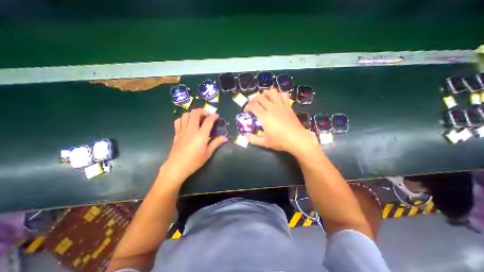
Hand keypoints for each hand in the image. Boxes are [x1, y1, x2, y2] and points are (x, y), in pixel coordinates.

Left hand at [162, 108, 228, 182]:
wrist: (178, 166)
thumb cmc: (195, 161)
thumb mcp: (208, 153)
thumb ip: (216, 143)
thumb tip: (226, 137)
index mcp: (201, 135)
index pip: (208, 121)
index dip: (214, 116)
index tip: (217, 116)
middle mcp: (191, 130)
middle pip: (195, 113)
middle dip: (202, 111)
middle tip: (207, 115)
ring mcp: (182, 130)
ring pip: (186, 115)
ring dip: (193, 114)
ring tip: (197, 118)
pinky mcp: (176, 133)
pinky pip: (178, 121)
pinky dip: (183, 119)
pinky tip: (187, 123)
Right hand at [244, 88, 320, 155]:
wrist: (297, 139)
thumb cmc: (280, 141)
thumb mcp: (264, 142)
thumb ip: (253, 139)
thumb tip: (245, 135)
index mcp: (265, 117)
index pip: (253, 106)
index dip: (247, 107)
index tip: (246, 111)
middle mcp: (272, 108)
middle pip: (260, 97)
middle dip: (253, 99)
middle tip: (252, 104)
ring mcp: (281, 106)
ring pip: (272, 92)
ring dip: (265, 93)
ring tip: (263, 98)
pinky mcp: (288, 106)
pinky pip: (283, 95)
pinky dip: (278, 94)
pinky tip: (276, 99)